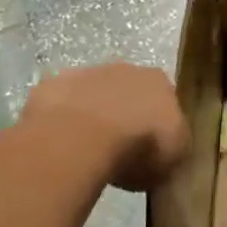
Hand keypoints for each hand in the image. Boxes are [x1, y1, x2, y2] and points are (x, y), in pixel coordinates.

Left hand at [21, 62, 190, 191]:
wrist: (84, 136)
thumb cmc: (138, 146)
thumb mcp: (173, 158)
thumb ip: (173, 147)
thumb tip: (166, 151)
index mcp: (159, 82)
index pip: (164, 98)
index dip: (157, 122)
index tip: (151, 147)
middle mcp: (127, 69)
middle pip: (128, 90)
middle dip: (124, 113)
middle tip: (118, 148)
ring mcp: (87, 73)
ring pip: (93, 93)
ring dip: (92, 114)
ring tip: (85, 150)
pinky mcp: (53, 84)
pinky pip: (61, 103)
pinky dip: (61, 119)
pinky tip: (59, 143)